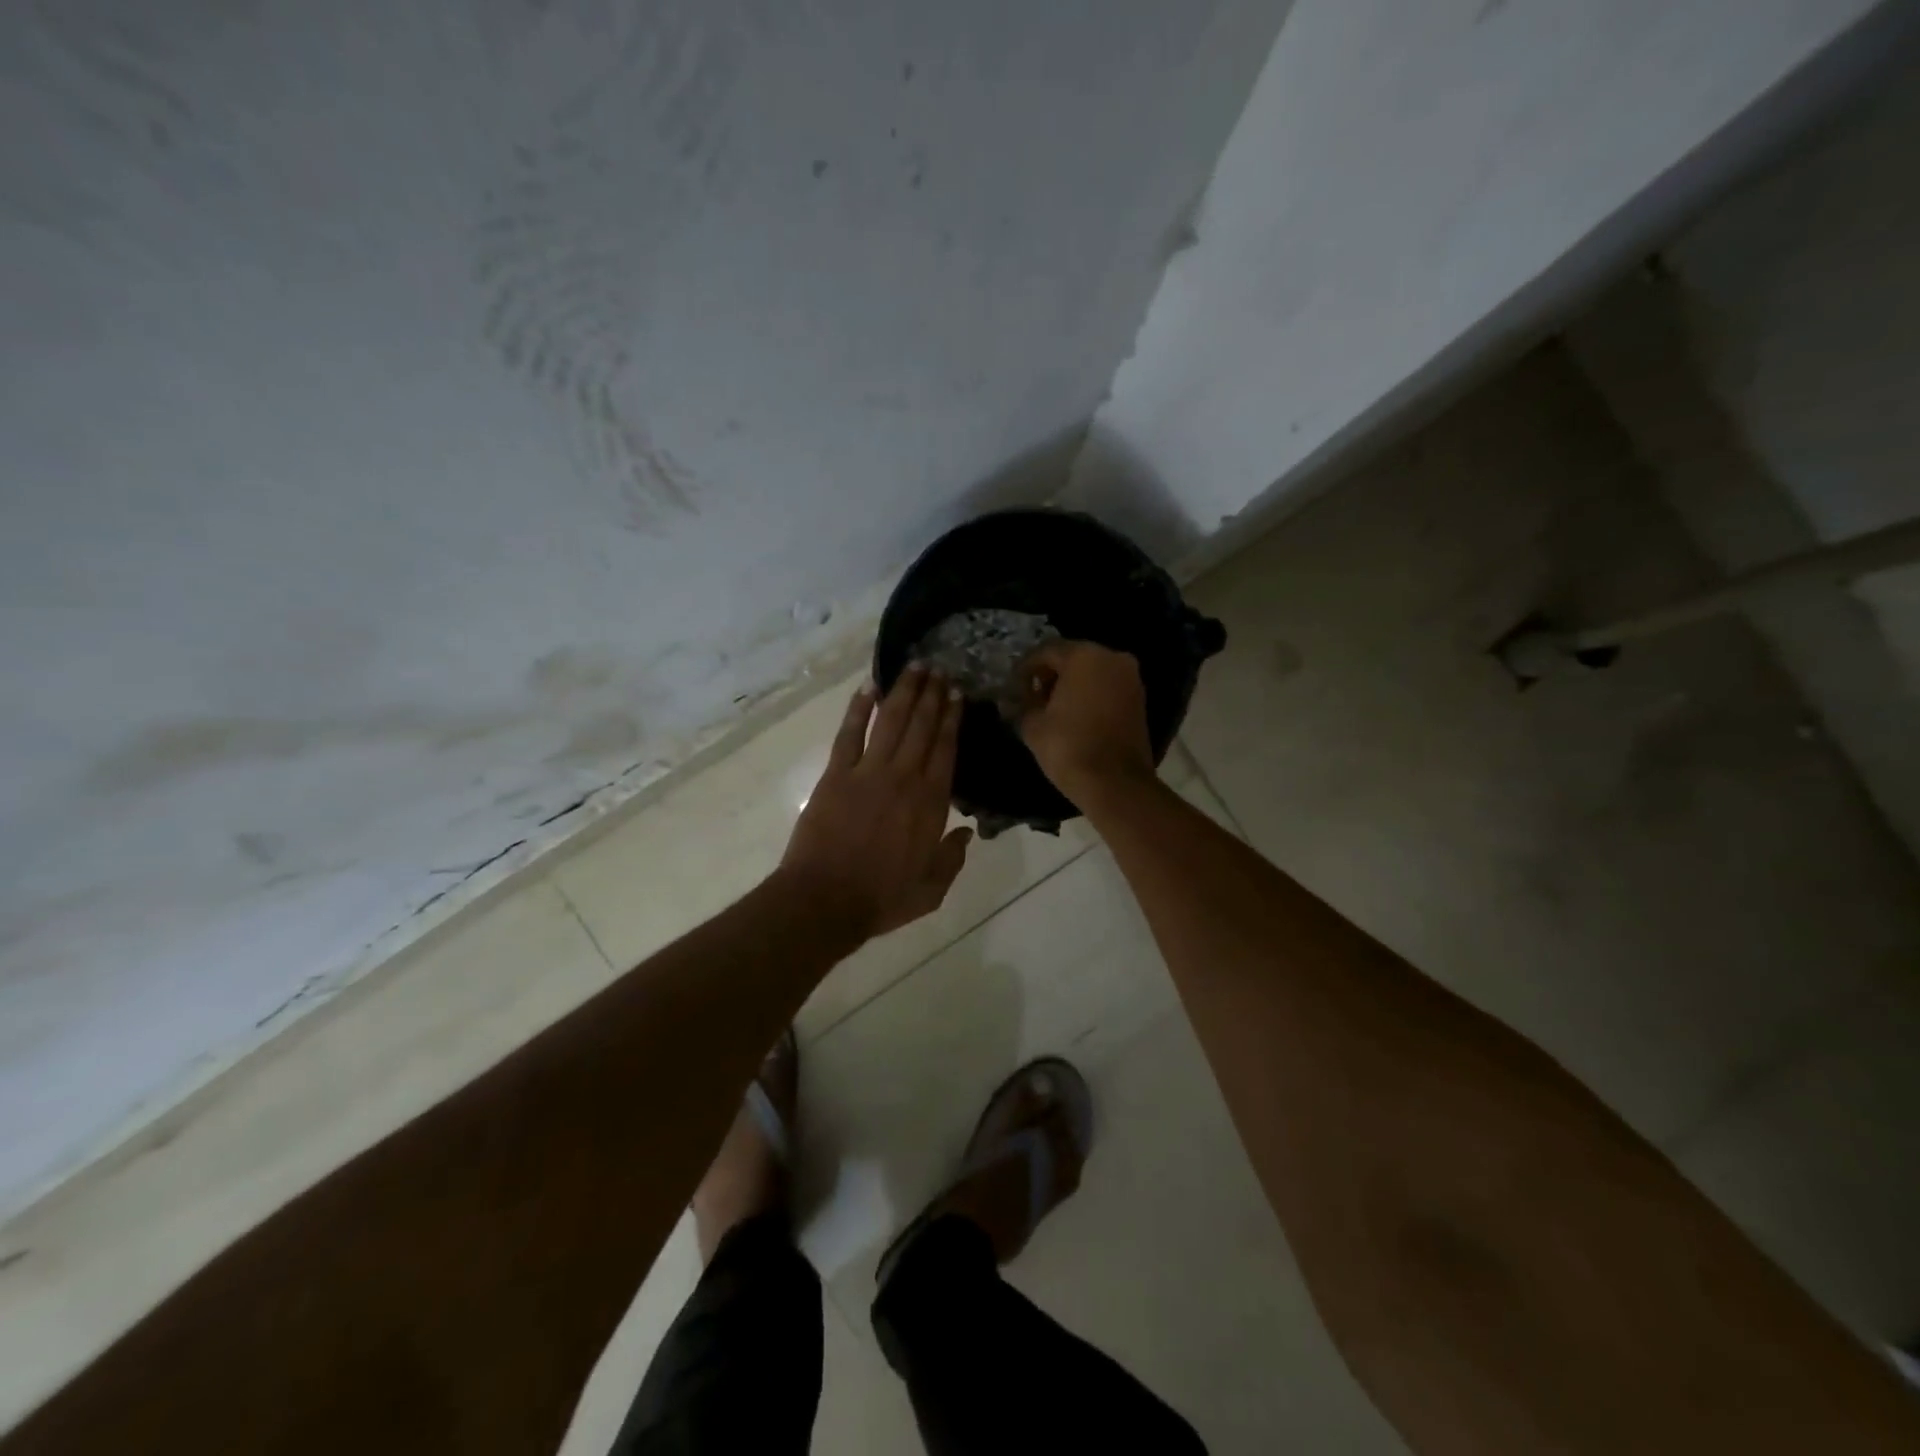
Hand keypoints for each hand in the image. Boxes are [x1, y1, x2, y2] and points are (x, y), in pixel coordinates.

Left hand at [780, 665, 973, 940]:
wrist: (825, 900)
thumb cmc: (881, 898)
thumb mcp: (932, 889)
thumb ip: (953, 858)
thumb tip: (967, 831)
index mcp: (930, 804)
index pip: (945, 750)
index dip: (952, 719)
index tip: (957, 694)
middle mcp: (903, 778)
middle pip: (921, 727)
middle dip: (932, 696)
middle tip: (939, 669)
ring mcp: (867, 772)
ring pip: (890, 722)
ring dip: (903, 692)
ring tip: (914, 667)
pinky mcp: (836, 774)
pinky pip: (848, 734)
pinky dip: (858, 709)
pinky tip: (868, 688)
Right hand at [1017, 641, 1155, 803]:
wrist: (1115, 782)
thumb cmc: (1068, 746)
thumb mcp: (1032, 724)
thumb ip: (1025, 703)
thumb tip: (1024, 698)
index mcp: (1084, 656)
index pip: (1046, 651)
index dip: (1026, 668)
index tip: (1014, 687)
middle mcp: (1112, 657)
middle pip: (1073, 657)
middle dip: (1051, 674)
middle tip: (1033, 696)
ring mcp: (1131, 678)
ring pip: (1093, 672)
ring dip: (1072, 685)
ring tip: (1053, 708)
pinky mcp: (1140, 699)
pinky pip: (1107, 687)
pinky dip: (1091, 695)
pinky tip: (1075, 715)